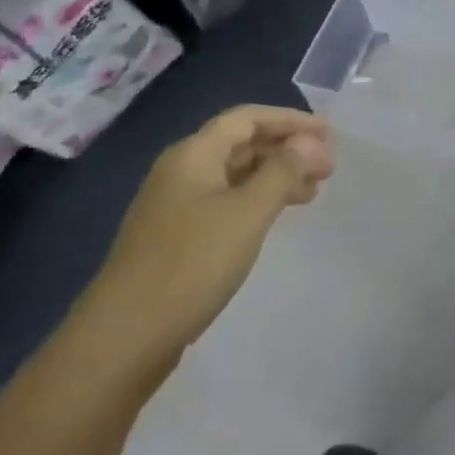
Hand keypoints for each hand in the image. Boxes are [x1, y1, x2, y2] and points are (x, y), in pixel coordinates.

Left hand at [81, 106, 333, 366]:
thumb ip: (283, 171)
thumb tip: (311, 140)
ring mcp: (176, 204)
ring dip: (275, 176)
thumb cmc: (192, 264)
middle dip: (286, 149)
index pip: (248, 118)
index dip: (290, 120)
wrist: (125, 337)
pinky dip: (256, 200)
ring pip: (235, 174)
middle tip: (327, 168)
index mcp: (194, 153)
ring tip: (313, 192)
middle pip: (241, 143)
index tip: (329, 134)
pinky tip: (275, 216)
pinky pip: (225, 200)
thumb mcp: (248, 213)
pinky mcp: (176, 235)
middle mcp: (182, 169)